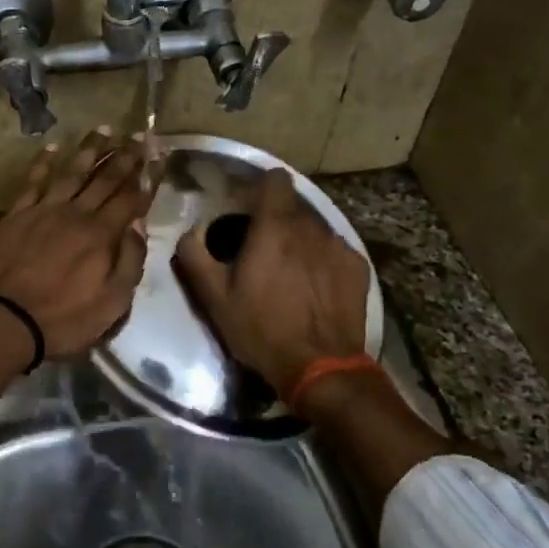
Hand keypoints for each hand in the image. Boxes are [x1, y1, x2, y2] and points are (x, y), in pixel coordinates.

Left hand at [0, 127, 154, 358]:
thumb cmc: (64, 318)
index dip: (148, 175)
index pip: (132, 197)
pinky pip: (33, 181)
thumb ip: (130, 262)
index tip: (159, 155)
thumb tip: (139, 227)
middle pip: (105, 178)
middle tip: (140, 135)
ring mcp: (44, 210)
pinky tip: (53, 147)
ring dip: (90, 149)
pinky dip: (43, 162)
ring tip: (105, 129)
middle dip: (126, 155)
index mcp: (102, 235)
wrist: (6, 319)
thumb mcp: (112, 303)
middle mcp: (77, 213)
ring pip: (72, 172)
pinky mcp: (17, 214)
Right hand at [172, 168, 369, 407]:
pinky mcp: (358, 267)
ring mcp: (339, 246)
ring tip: (288, 270)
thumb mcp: (214, 297)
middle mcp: (311, 227)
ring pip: (314, 227)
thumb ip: (195, 256)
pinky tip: (313, 286)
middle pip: (293, 205)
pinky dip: (322, 259)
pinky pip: (334, 250)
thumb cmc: (261, 329)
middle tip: (260, 247)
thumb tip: (190, 232)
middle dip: (276, 218)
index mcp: (274, 227)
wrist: (320, 367)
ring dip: (299, 239)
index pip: (275, 180)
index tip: (247, 205)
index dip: (259, 187)